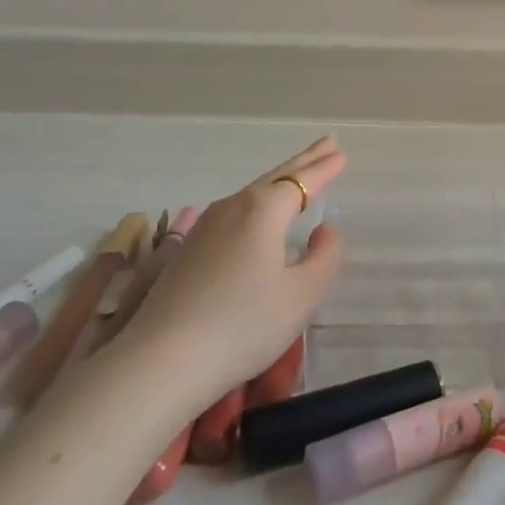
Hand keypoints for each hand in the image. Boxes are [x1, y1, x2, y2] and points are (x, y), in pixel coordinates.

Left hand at [121, 136, 346, 399]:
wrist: (162, 361)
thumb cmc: (244, 325)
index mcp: (264, 210)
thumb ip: (325, 256)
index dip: (325, 168)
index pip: (303, 181)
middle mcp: (233, 207)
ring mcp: (205, 227)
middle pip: (276, 177)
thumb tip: (325, 230)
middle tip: (327, 143)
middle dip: (304, 161)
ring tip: (297, 175)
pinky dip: (257, 203)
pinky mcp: (188, 250)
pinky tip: (257, 215)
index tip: (342, 153)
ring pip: (252, 193)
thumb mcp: (302, 295)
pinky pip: (234, 212)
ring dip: (279, 180)